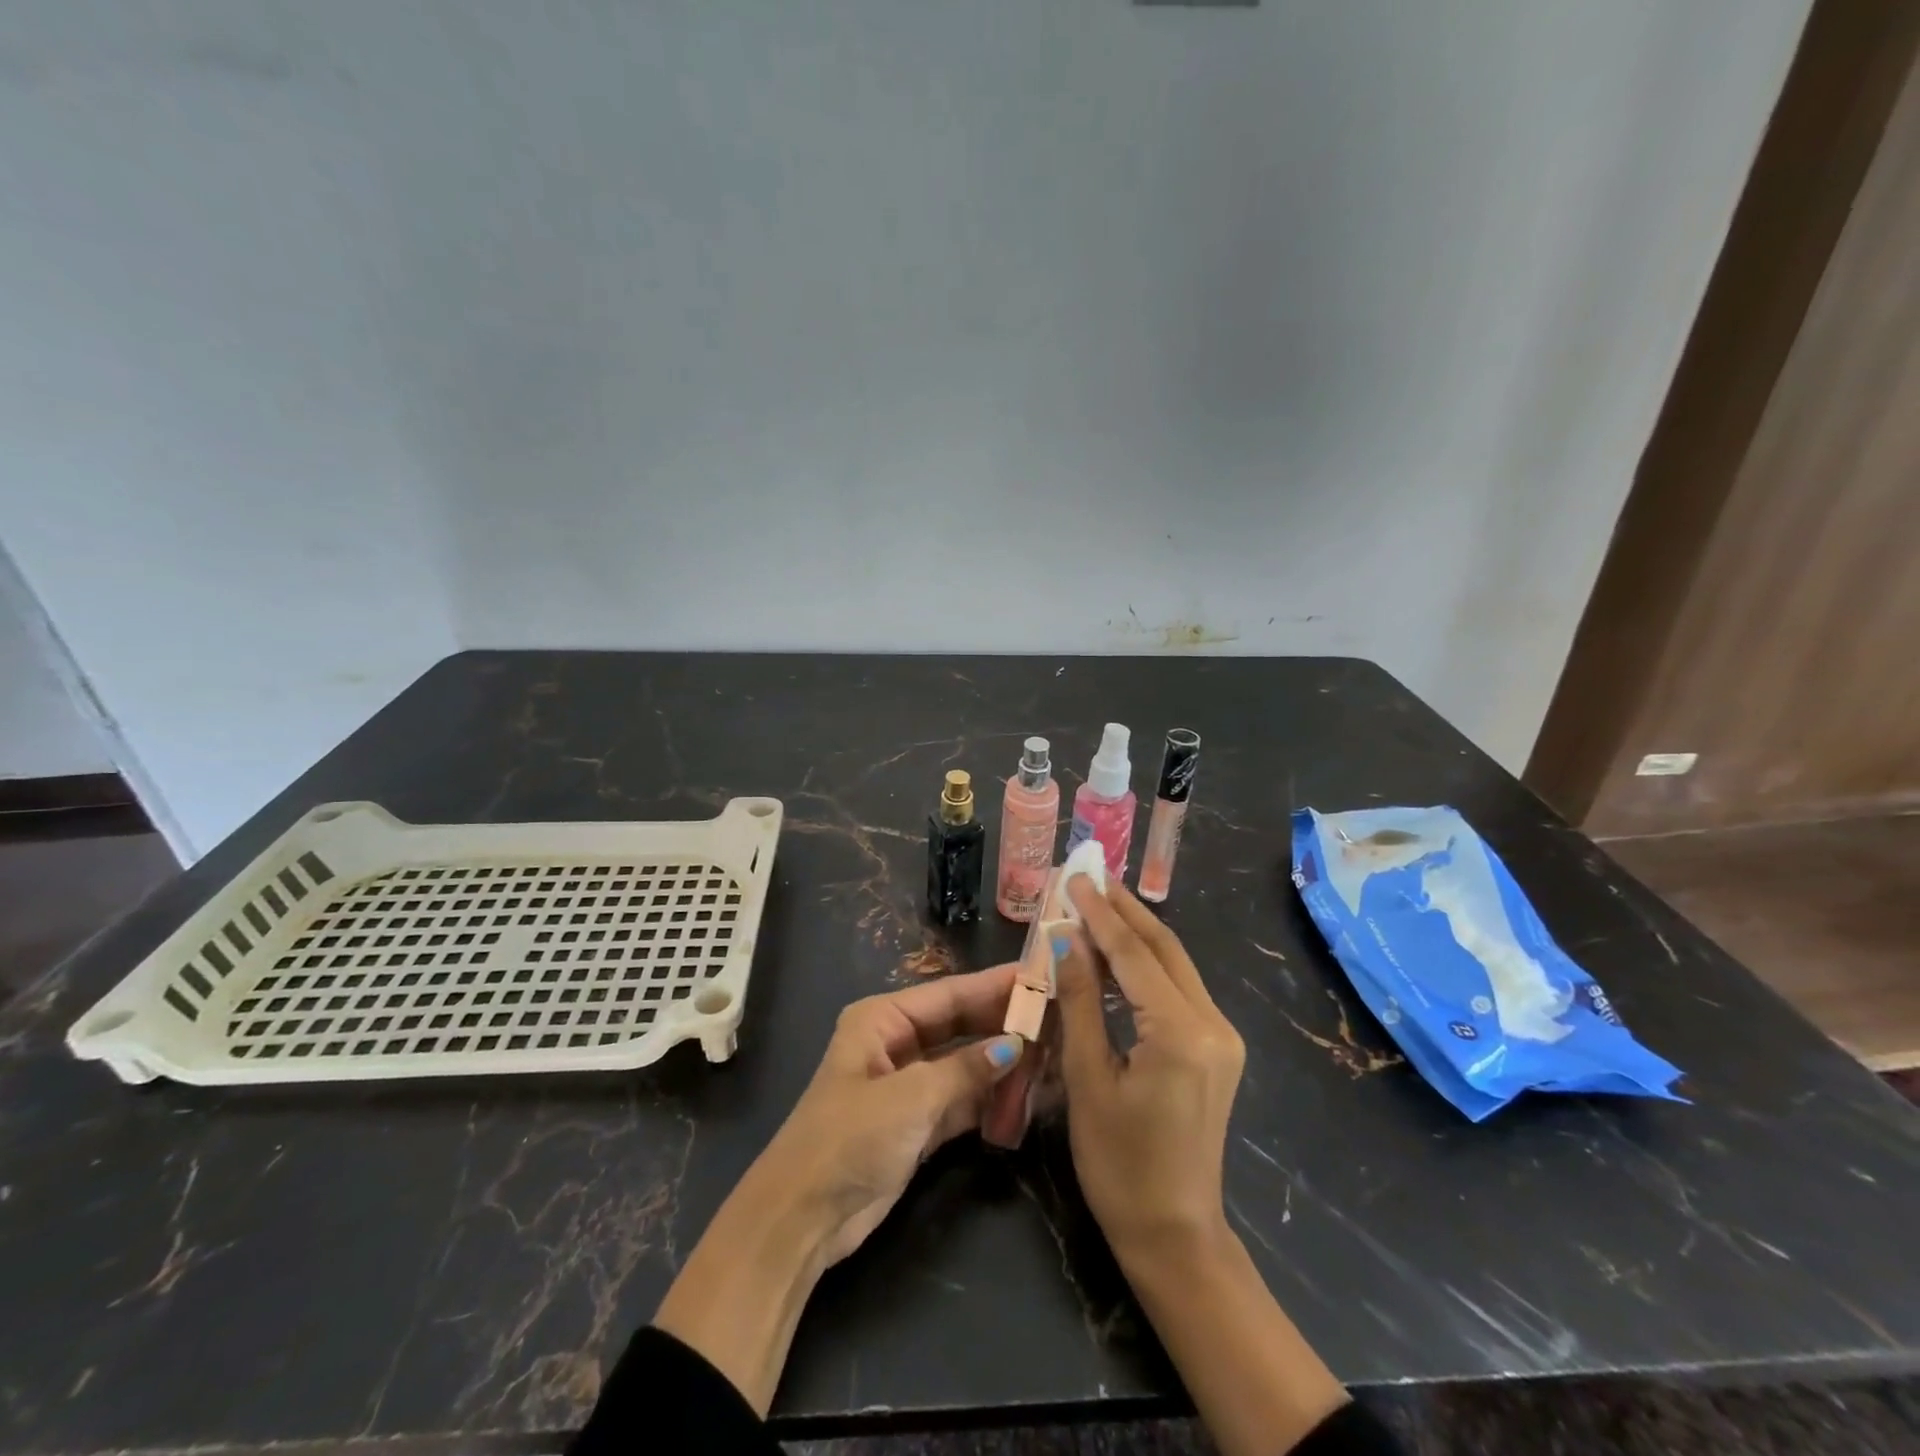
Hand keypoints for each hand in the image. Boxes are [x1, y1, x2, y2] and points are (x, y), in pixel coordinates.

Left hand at [753, 963, 1025, 1264]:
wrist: (802, 1218)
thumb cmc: (850, 1138)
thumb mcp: (911, 1097)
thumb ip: (966, 1069)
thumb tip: (1016, 1045)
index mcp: (882, 1019)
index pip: (950, 994)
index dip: (995, 985)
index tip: (1039, 976)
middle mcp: (895, 1044)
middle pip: (959, 1026)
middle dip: (1003, 1023)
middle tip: (1056, 1015)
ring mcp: (907, 1085)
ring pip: (964, 1064)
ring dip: (1002, 1063)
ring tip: (1053, 1052)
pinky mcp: (916, 1124)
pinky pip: (962, 1100)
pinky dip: (990, 1099)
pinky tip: (1027, 1093)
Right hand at [1054, 883, 1346, 1455]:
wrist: (1174, 1233)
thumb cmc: (1119, 1163)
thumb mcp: (1088, 1078)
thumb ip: (1079, 1001)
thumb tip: (1065, 938)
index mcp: (1180, 1032)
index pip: (1134, 954)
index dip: (1100, 912)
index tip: (1075, 876)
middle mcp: (1213, 1023)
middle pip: (1164, 948)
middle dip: (1125, 909)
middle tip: (1090, 876)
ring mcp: (1222, 1035)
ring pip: (1175, 964)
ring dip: (1136, 933)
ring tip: (1098, 902)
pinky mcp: (1218, 1047)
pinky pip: (1179, 989)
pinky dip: (1146, 964)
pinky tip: (1119, 952)